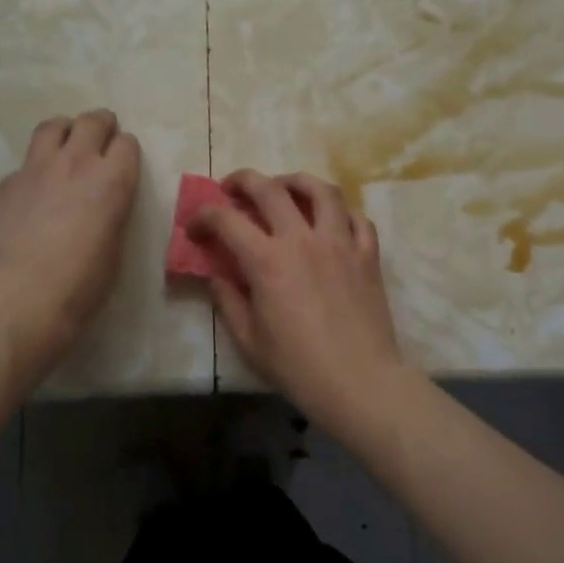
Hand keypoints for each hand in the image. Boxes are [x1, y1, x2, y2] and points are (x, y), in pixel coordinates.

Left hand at [0, 109, 139, 376]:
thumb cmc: (81, 284)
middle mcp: (75, 163)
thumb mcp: (114, 247)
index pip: (127, 144)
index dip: (125, 151)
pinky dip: (32, 173)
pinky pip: (22, 166)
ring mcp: (34, 170)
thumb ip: (110, 213)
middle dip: (100, 125)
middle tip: (100, 135)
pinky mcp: (4, 185)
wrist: (20, 296)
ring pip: (52, 127)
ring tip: (64, 144)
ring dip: (64, 131)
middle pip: (92, 122)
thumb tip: (99, 206)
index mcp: (112, 181)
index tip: (122, 161)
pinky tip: (29, 196)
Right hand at [192, 171, 407, 425]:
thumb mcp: (249, 341)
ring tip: (284, 188)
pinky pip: (356, 217)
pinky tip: (330, 219)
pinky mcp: (368, 254)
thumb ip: (228, 301)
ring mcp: (340, 243)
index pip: (226, 220)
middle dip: (243, 180)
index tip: (195, 228)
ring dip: (296, 181)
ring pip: (321, 190)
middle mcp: (303, 240)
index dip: (204, 217)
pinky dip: (340, 211)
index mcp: (267, 261)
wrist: (360, 382)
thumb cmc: (299, 367)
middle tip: (231, 188)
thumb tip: (217, 276)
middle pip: (270, 189)